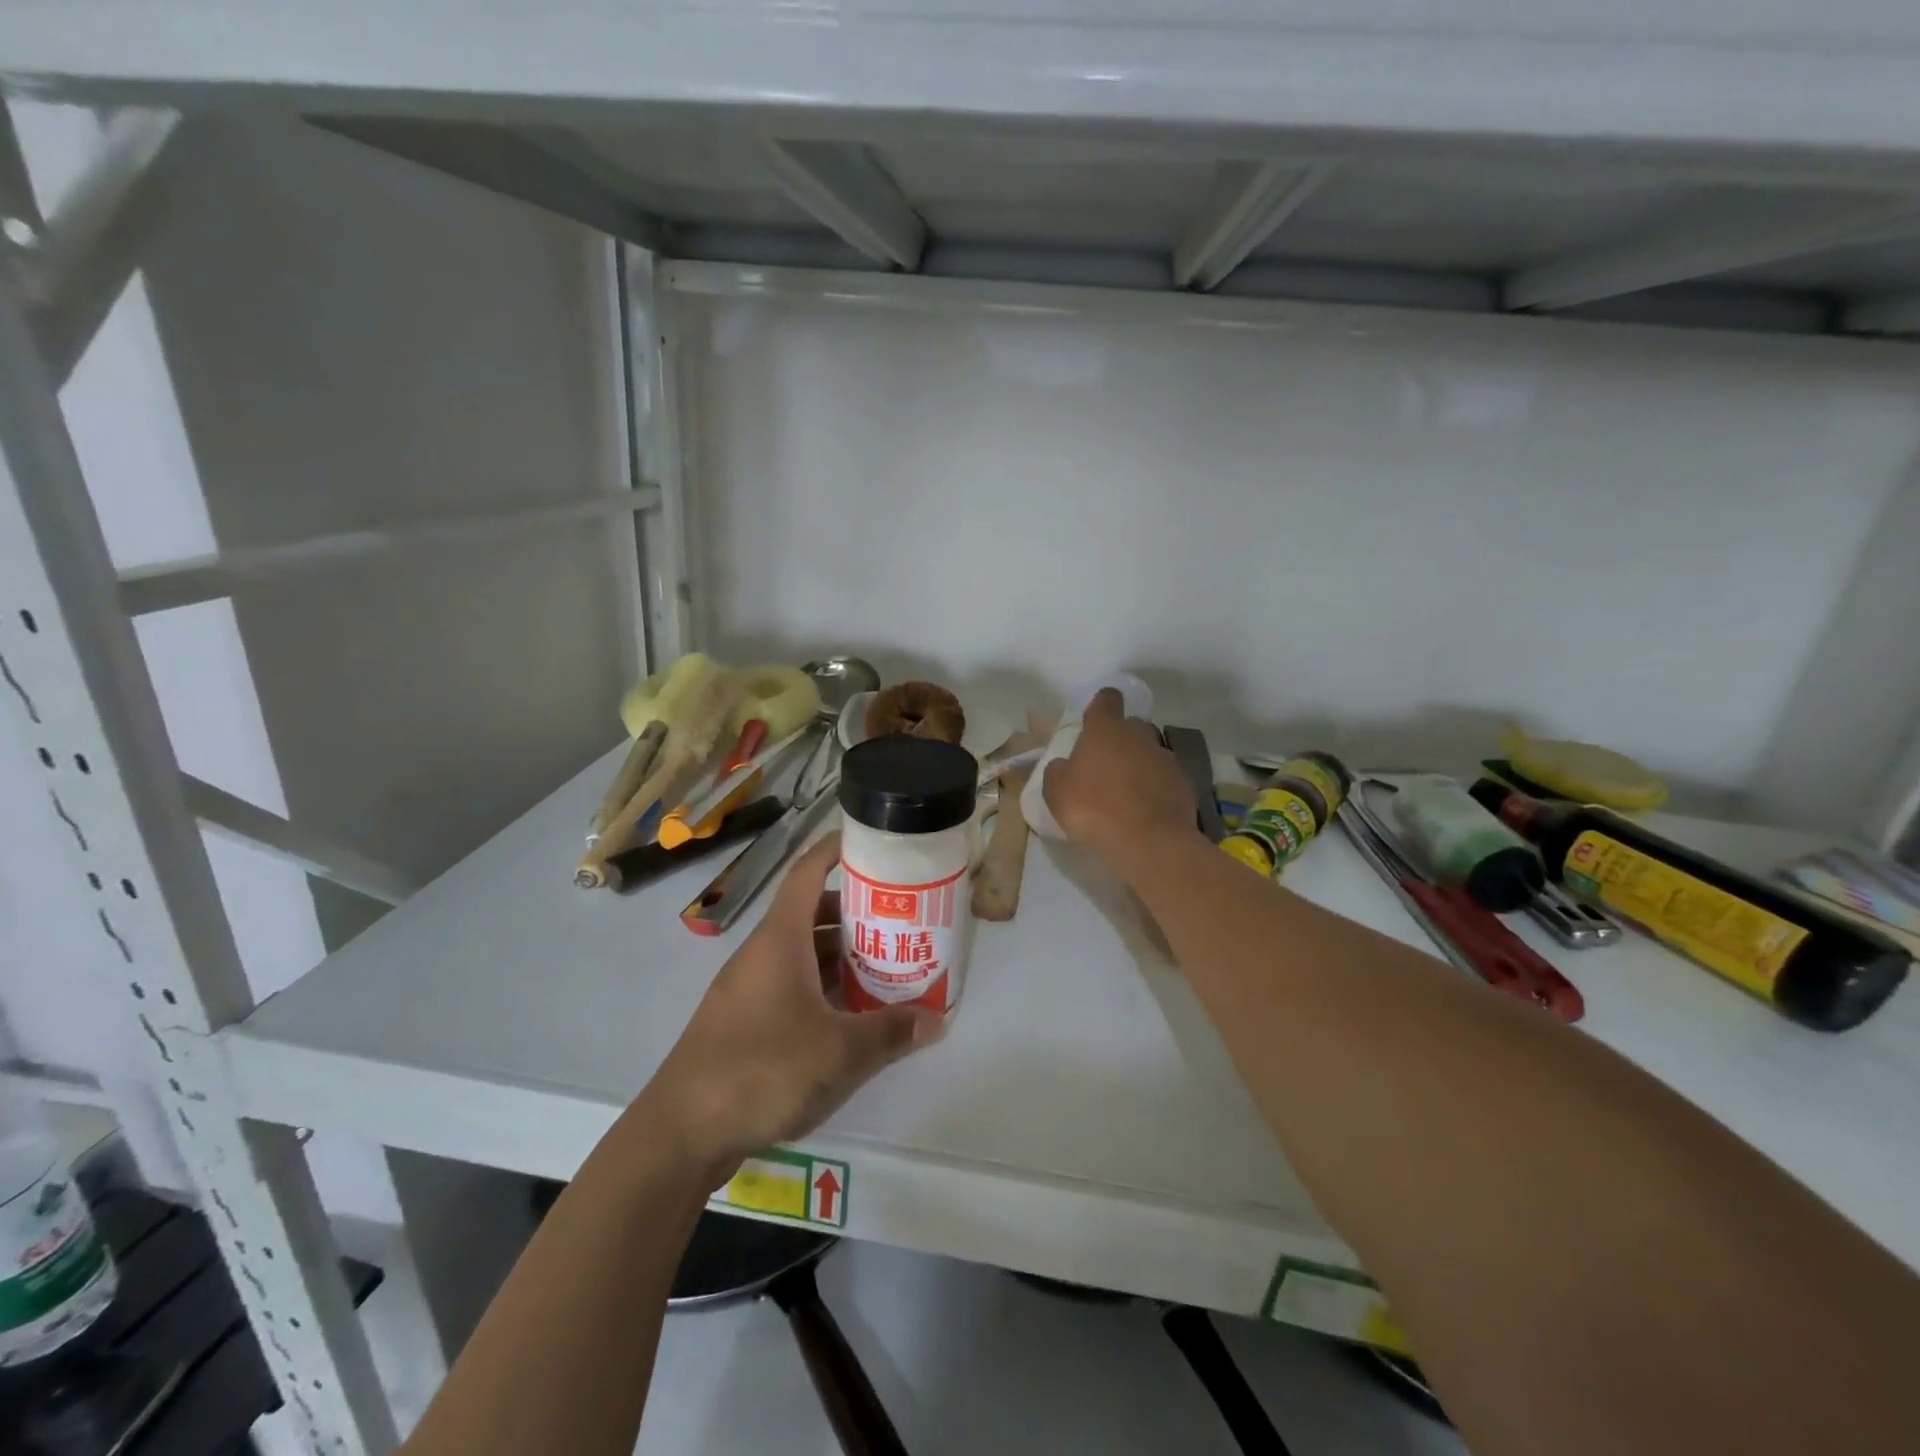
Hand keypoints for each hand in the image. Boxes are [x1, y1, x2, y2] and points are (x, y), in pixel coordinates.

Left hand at [638, 833, 942, 1173]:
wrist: (681, 1132)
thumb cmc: (761, 1069)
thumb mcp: (838, 1051)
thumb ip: (890, 1032)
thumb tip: (936, 1020)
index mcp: (780, 939)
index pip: (807, 872)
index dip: (836, 849)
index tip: (873, 842)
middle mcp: (763, 953)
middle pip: (812, 912)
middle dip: (856, 910)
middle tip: (901, 916)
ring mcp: (751, 987)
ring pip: (804, 952)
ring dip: (842, 952)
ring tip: (888, 962)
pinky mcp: (746, 1020)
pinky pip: (793, 984)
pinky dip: (824, 985)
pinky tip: (853, 1011)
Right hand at [1043, 688, 1198, 871]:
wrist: (1148, 841)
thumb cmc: (1094, 808)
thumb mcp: (1057, 792)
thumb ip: (1058, 771)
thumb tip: (1064, 765)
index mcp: (1106, 729)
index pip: (1107, 699)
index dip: (1101, 705)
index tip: (1094, 719)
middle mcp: (1139, 735)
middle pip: (1131, 726)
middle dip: (1120, 739)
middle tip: (1105, 764)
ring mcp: (1166, 758)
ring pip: (1150, 752)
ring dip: (1139, 765)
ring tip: (1126, 793)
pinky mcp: (1184, 783)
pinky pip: (1165, 778)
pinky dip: (1156, 788)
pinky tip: (1146, 810)